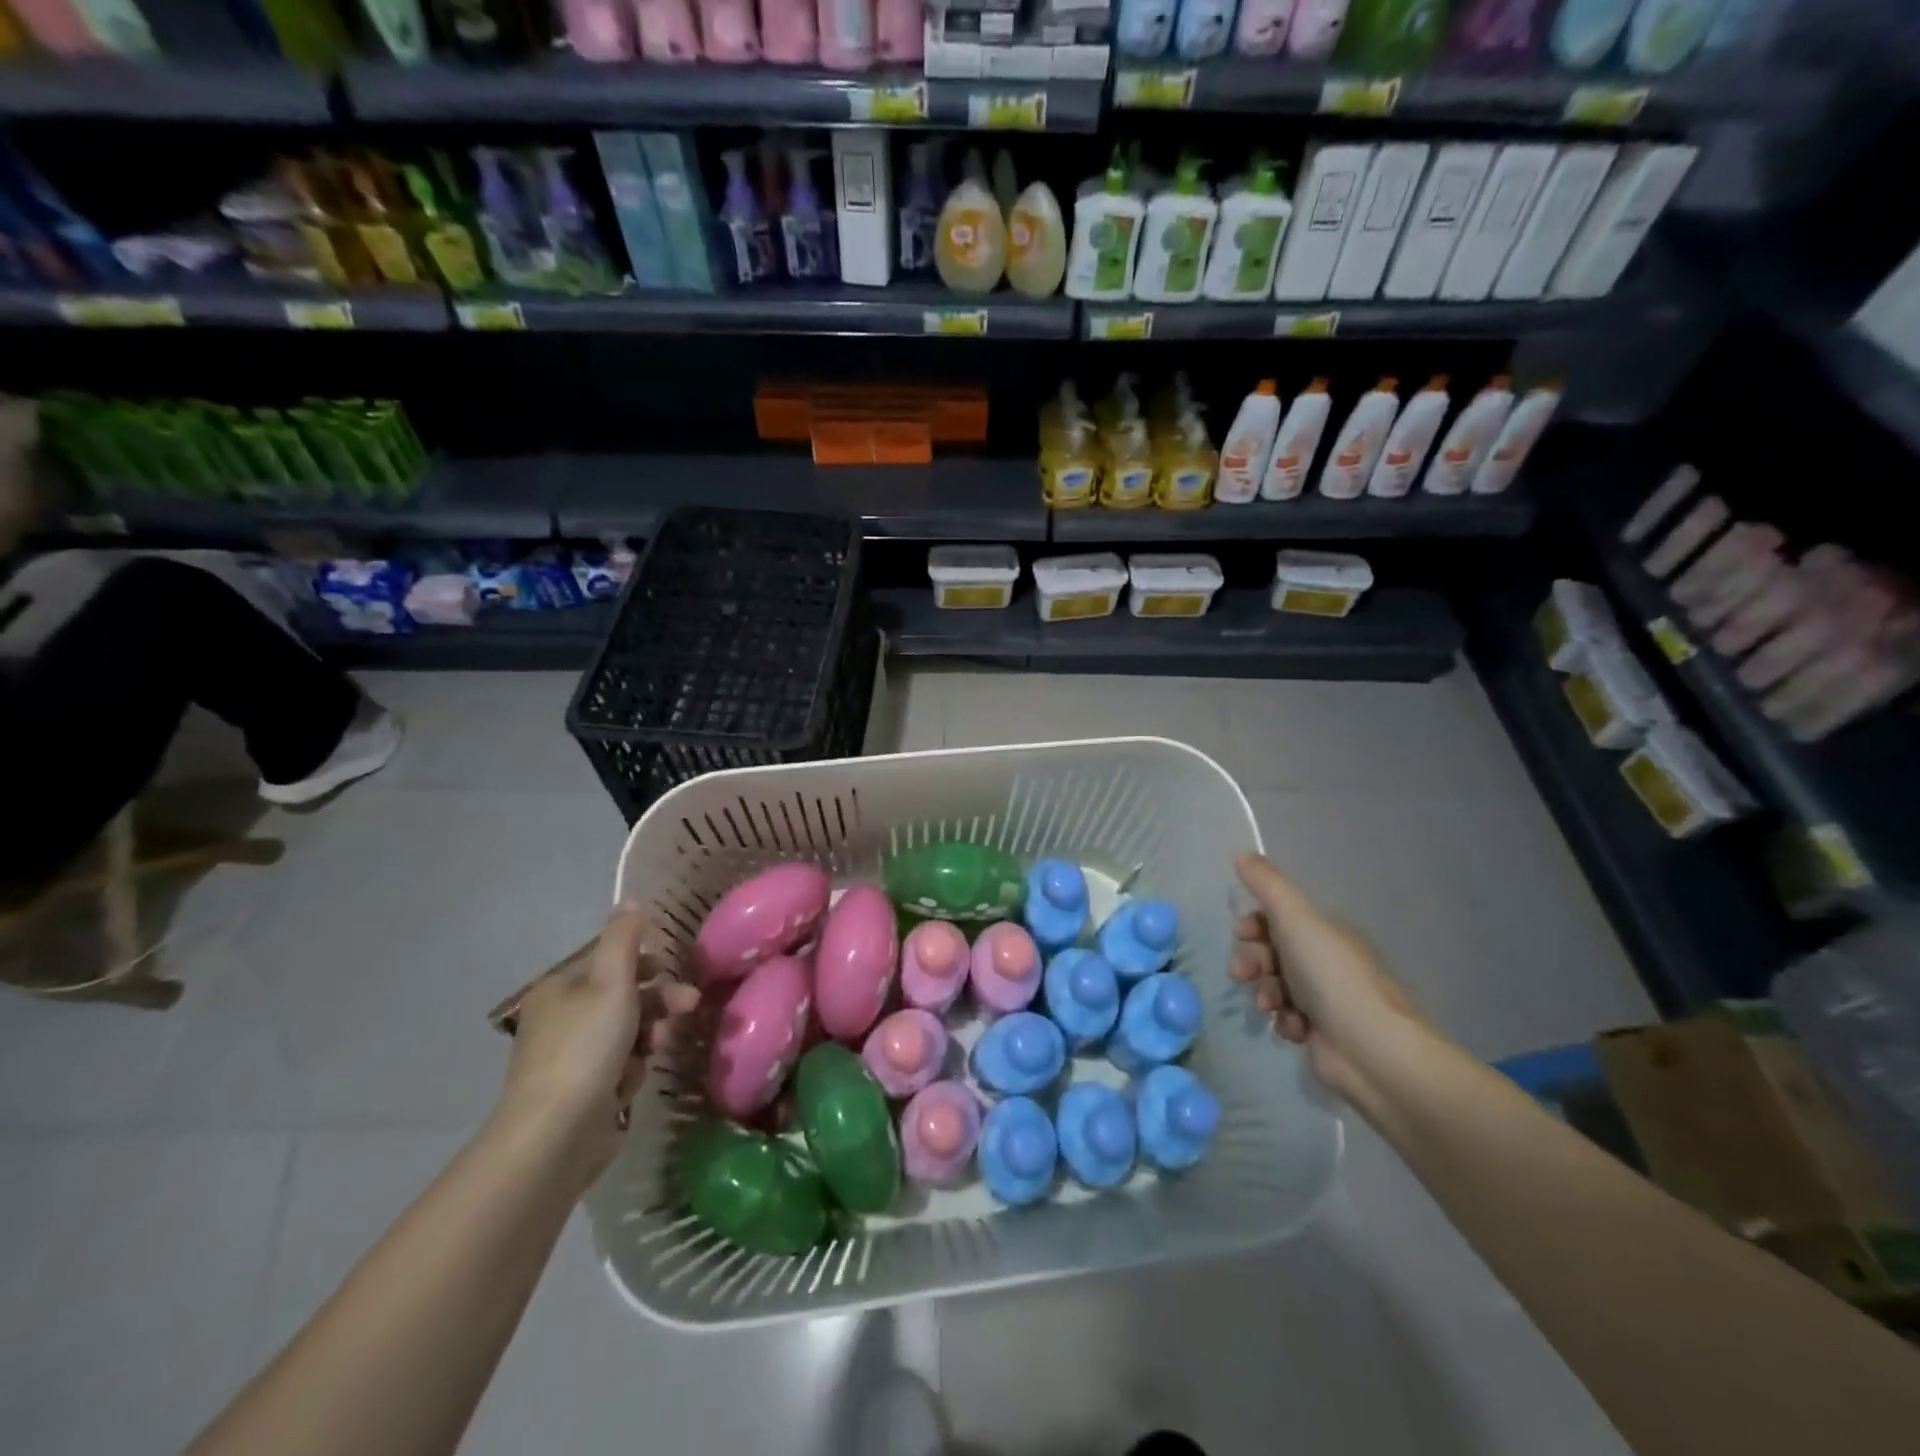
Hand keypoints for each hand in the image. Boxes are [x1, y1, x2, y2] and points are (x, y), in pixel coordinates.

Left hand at [496, 904, 700, 1192]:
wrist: (557, 1133)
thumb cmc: (586, 1046)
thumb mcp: (611, 981)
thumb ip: (624, 938)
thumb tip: (631, 900)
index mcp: (560, 988)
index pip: (608, 961)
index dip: (644, 963)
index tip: (672, 970)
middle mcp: (562, 1018)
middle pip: (623, 996)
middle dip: (658, 1001)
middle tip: (689, 1006)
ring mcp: (571, 1057)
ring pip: (628, 1031)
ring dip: (649, 1035)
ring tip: (658, 1050)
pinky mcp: (583, 1091)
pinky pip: (620, 1066)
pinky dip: (631, 1070)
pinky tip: (630, 1082)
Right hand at [1230, 852, 1422, 1114]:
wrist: (1371, 1050)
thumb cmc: (1332, 976)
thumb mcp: (1296, 918)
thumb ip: (1267, 884)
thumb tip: (1241, 852)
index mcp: (1326, 932)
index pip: (1279, 918)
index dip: (1254, 925)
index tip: (1241, 934)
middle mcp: (1327, 961)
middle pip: (1272, 952)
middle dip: (1252, 961)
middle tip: (1243, 974)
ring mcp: (1325, 999)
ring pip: (1275, 986)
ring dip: (1265, 992)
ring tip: (1270, 1006)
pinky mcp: (1321, 1033)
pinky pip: (1287, 1018)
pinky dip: (1285, 1021)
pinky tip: (1293, 1028)